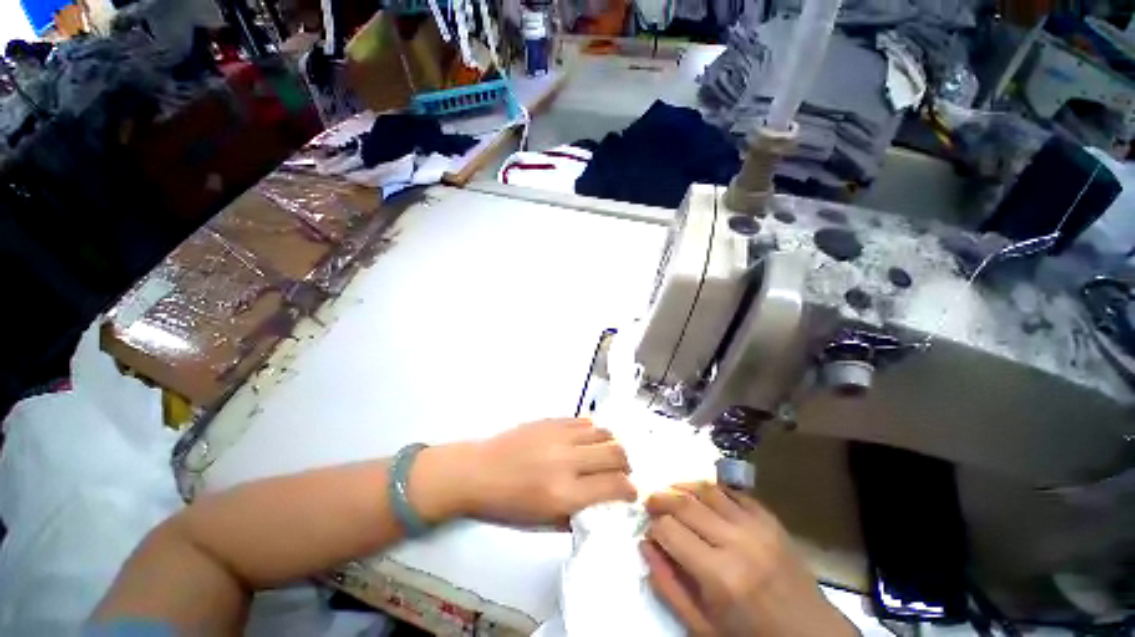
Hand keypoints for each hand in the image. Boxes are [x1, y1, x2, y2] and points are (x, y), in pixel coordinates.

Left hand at [453, 418, 636, 526]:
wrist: (478, 471)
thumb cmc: (507, 505)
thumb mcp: (543, 522)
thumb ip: (577, 513)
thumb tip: (602, 502)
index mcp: (564, 493)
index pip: (614, 485)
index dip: (630, 489)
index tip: (630, 491)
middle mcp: (566, 460)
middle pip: (615, 452)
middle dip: (626, 463)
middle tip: (621, 469)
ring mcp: (559, 435)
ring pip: (602, 431)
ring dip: (611, 443)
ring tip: (606, 452)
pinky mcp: (550, 420)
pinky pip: (582, 421)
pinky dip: (591, 431)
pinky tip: (586, 439)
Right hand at [642, 482, 858, 636]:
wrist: (811, 636)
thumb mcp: (703, 627)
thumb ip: (669, 587)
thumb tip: (646, 545)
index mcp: (720, 576)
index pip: (670, 531)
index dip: (654, 527)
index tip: (649, 530)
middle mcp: (737, 542)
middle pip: (686, 504)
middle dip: (661, 499)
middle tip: (650, 502)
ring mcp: (757, 526)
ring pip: (708, 489)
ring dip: (683, 486)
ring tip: (670, 492)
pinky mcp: (771, 520)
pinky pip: (734, 493)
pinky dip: (712, 489)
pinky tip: (702, 496)